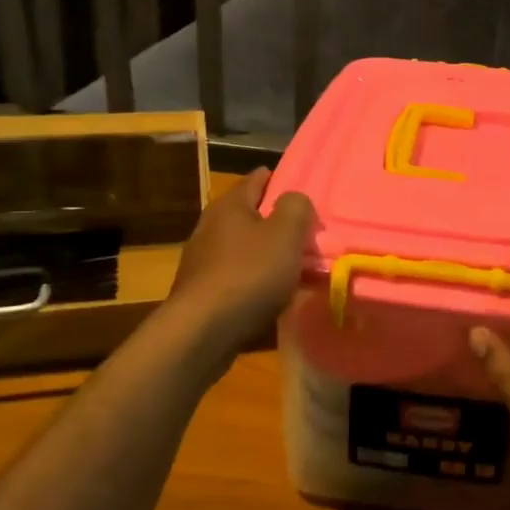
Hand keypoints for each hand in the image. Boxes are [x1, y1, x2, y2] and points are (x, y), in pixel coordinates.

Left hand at [170, 169, 314, 348]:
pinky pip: (239, 276)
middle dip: (276, 221)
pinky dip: (257, 280)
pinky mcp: (203, 291)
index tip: (301, 188)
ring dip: (268, 254)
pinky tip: (273, 294)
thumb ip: (295, 208)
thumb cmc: (249, 274)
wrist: (203, 331)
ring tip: (295, 266)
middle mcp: (211, 226)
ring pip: (245, 248)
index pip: (257, 179)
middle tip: (306, 232)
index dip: (279, 179)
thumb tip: (294, 198)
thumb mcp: (285, 235)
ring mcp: (203, 260)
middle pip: (250, 215)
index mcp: (230, 205)